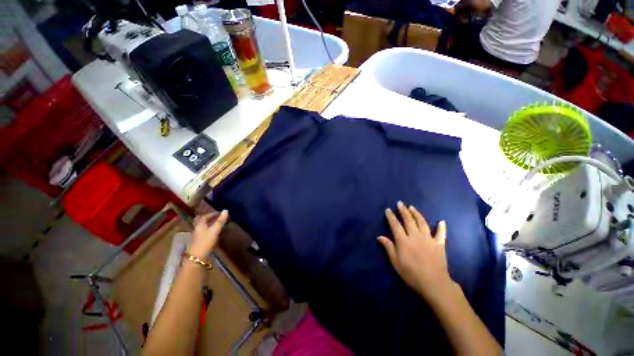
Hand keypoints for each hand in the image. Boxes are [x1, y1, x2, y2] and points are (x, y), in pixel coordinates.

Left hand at [188, 210, 228, 258]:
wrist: (197, 257)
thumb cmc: (206, 241)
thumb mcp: (215, 230)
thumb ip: (220, 221)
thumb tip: (226, 210)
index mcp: (200, 224)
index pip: (205, 216)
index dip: (212, 214)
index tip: (220, 213)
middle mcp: (196, 228)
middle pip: (201, 221)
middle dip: (208, 218)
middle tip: (216, 218)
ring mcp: (196, 236)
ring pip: (202, 227)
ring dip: (208, 224)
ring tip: (216, 224)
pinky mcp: (197, 242)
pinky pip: (203, 232)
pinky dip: (207, 230)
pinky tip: (212, 233)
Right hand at [377, 201, 453, 301]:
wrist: (434, 284)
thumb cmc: (411, 274)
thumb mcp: (396, 262)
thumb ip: (388, 247)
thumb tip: (379, 236)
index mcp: (403, 241)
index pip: (395, 225)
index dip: (391, 217)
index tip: (388, 210)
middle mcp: (415, 236)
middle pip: (408, 220)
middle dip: (403, 211)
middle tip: (400, 203)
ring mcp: (428, 239)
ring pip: (422, 223)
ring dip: (416, 214)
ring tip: (412, 207)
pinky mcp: (439, 244)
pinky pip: (441, 234)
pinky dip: (441, 228)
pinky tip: (442, 222)